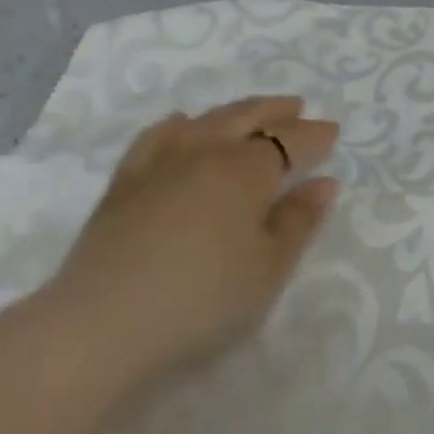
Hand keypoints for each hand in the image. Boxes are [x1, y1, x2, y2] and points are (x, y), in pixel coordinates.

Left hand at [42, 96, 339, 383]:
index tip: (333, 132)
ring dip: (236, 112)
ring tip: (251, 112)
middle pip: (248, 117)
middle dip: (277, 111)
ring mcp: (160, 161)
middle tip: (298, 108)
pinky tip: (183, 124)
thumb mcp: (269, 268)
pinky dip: (178, 124)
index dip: (314, 136)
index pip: (290, 141)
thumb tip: (323, 183)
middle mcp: (206, 151)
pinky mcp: (125, 181)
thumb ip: (299, 221)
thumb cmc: (202, 299)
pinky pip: (157, 136)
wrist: (101, 325)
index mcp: (247, 170)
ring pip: (206, 120)